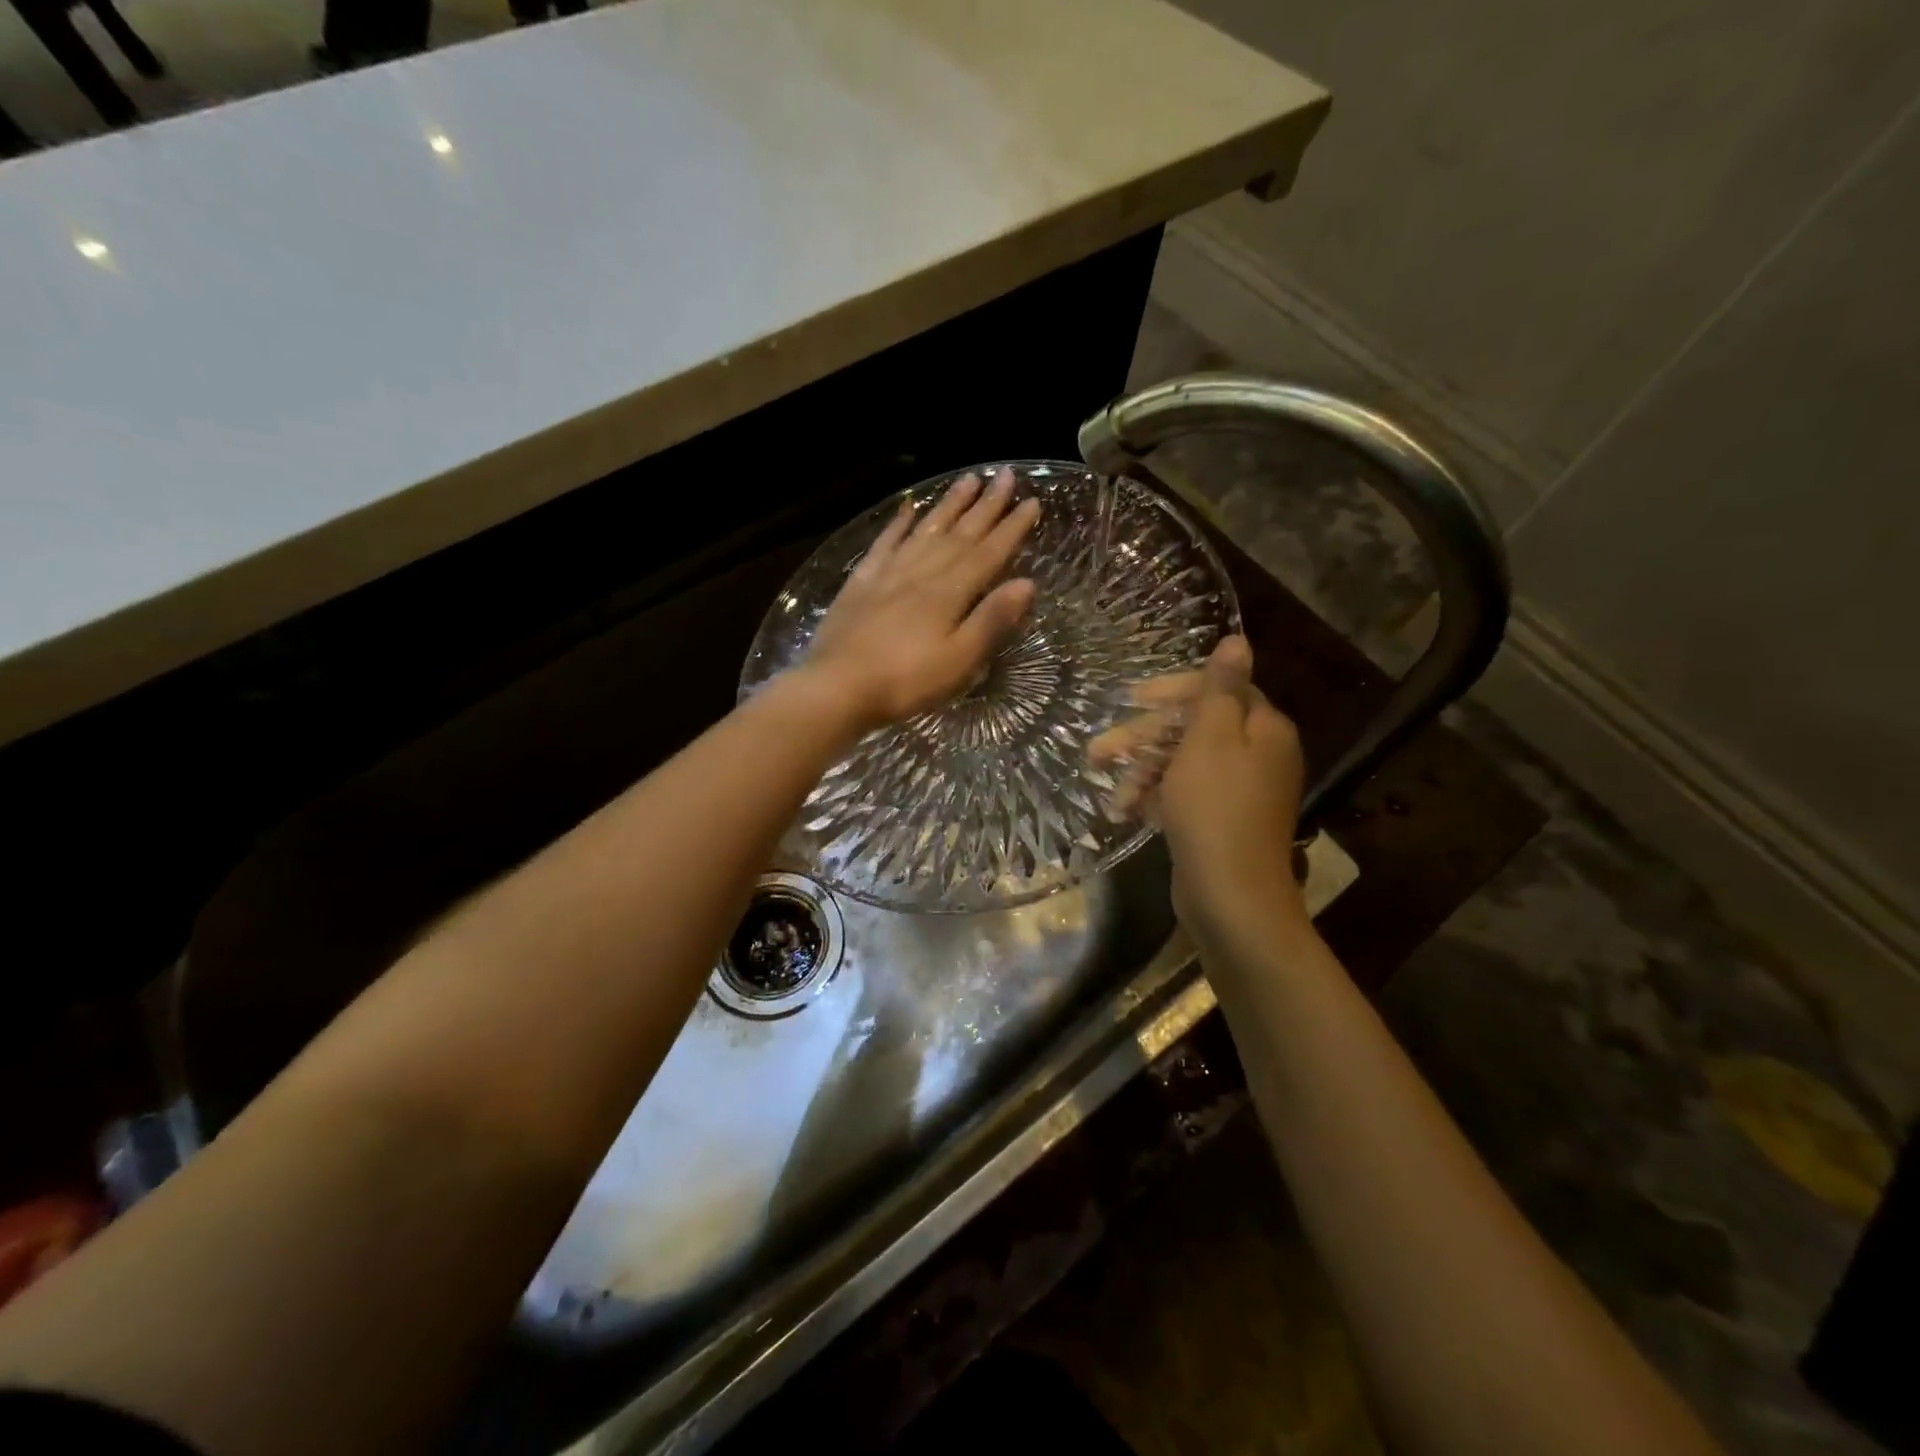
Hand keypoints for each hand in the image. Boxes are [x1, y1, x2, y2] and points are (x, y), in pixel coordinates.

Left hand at [803, 469, 1039, 730]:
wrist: (837, 686)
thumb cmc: (905, 681)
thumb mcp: (959, 661)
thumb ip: (991, 620)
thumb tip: (1026, 583)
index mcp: (949, 593)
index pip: (988, 553)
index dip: (1011, 528)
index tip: (1032, 502)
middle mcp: (921, 573)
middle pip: (959, 534)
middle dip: (986, 506)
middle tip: (1006, 475)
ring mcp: (888, 574)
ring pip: (925, 531)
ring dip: (949, 505)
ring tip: (968, 480)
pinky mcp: (860, 584)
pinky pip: (884, 544)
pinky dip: (898, 525)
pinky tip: (908, 510)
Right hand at [1091, 637, 1306, 933]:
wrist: (1230, 895)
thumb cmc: (1215, 807)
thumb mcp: (1212, 738)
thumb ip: (1221, 688)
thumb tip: (1238, 640)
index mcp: (1263, 728)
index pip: (1219, 690)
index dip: (1172, 692)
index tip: (1131, 699)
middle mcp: (1257, 755)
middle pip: (1194, 729)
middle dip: (1143, 738)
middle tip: (1099, 750)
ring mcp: (1239, 792)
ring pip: (1183, 764)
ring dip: (1141, 771)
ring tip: (1108, 790)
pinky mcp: (1219, 822)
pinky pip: (1183, 795)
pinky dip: (1154, 798)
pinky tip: (1124, 809)